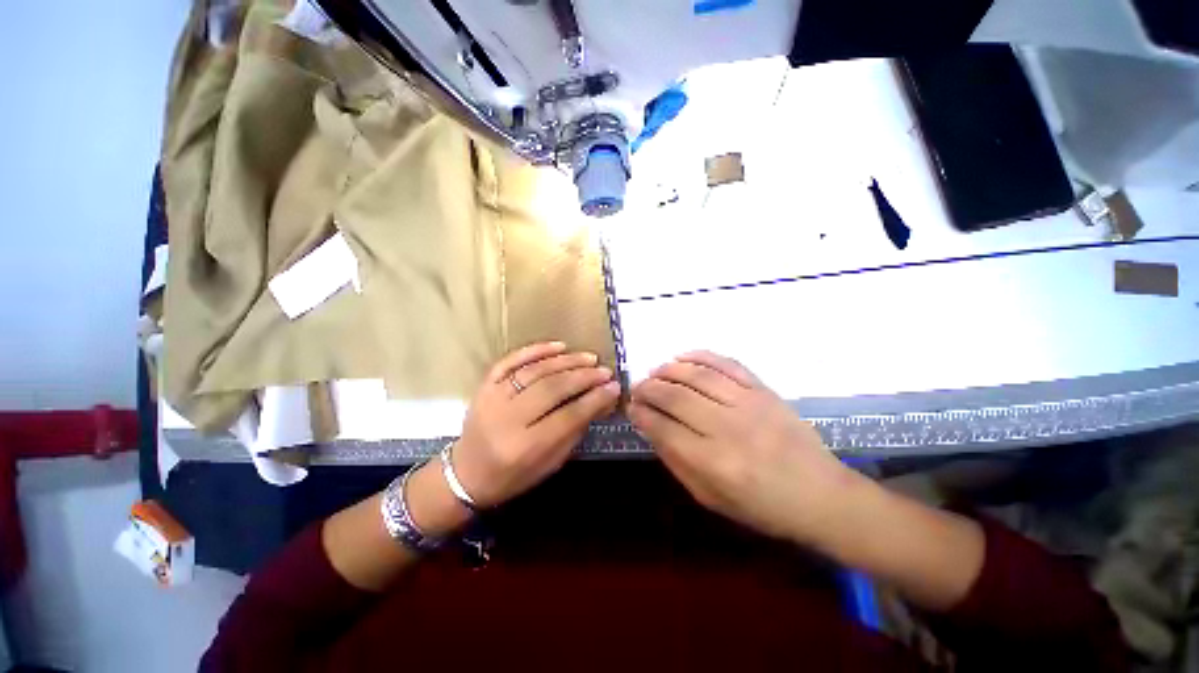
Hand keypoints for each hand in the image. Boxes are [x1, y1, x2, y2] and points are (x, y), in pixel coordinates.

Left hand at [451, 342, 620, 507]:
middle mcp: (507, 419)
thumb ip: (575, 431)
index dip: (594, 399)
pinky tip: (559, 346)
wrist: (465, 474)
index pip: (568, 416)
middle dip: (583, 377)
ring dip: (566, 361)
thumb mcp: (550, 464)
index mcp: (525, 447)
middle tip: (604, 371)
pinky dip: (536, 350)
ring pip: (535, 371)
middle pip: (552, 389)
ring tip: (589, 358)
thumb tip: (601, 401)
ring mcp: (492, 398)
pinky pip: (511, 360)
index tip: (614, 387)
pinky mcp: (484, 386)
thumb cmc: (512, 476)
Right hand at [629, 351, 862, 543]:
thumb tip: (650, 427)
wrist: (821, 496)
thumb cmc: (762, 507)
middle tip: (637, 387)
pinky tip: (684, 356)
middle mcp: (728, 429)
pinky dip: (702, 356)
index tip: (631, 406)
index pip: (663, 427)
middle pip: (675, 396)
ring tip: (655, 371)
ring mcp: (748, 405)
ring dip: (669, 369)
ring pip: (698, 375)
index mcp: (713, 463)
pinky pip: (728, 364)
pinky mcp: (764, 391)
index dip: (641, 413)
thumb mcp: (711, 498)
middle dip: (648, 388)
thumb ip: (676, 461)